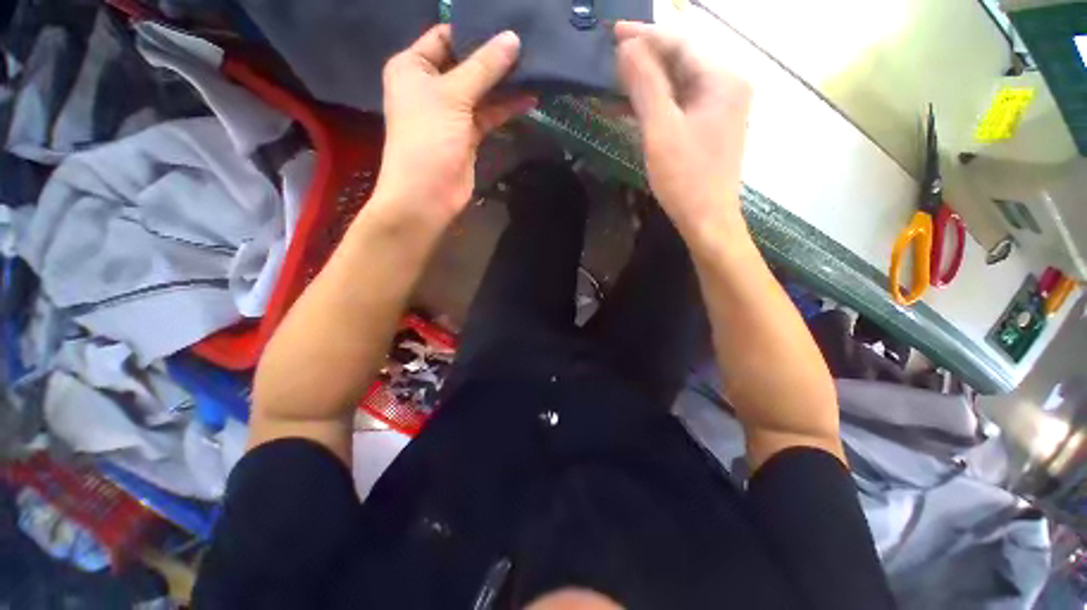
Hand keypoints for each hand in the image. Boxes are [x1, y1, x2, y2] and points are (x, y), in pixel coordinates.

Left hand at [375, 25, 535, 221]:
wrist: (428, 194)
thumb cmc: (429, 138)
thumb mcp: (453, 95)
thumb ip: (484, 67)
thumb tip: (512, 39)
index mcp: (414, 67)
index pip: (445, 36)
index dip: (474, 30)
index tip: (507, 24)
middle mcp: (431, 85)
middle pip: (466, 63)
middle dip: (494, 57)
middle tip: (528, 44)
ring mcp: (451, 112)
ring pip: (481, 91)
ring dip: (504, 83)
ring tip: (535, 69)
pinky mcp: (468, 135)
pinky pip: (488, 114)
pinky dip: (506, 107)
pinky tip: (529, 97)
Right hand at [615, 21, 752, 240]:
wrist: (706, 219)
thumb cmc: (685, 178)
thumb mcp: (661, 129)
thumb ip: (646, 84)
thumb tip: (627, 47)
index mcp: (722, 79)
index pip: (680, 43)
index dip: (644, 35)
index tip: (612, 32)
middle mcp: (726, 85)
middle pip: (681, 60)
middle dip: (645, 57)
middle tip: (611, 56)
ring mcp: (719, 107)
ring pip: (678, 83)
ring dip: (647, 82)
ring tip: (615, 80)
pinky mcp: (709, 126)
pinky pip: (679, 104)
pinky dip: (656, 103)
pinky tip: (632, 106)